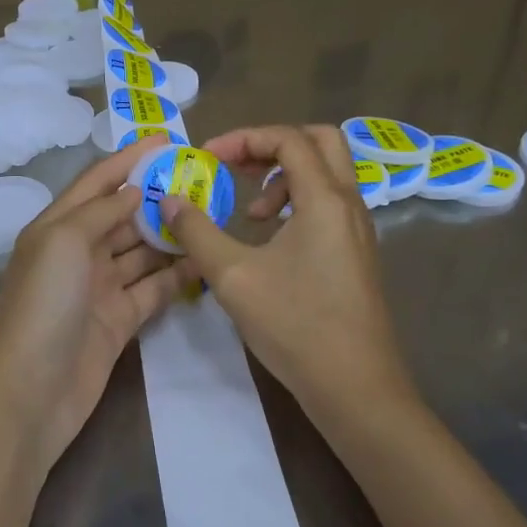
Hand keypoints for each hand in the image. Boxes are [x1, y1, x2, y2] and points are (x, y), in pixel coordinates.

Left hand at [0, 143, 193, 469]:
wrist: (31, 393)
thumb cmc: (43, 305)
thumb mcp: (63, 241)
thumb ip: (100, 210)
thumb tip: (133, 190)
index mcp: (56, 226)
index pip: (97, 182)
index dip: (128, 159)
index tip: (168, 140)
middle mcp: (78, 252)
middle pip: (122, 214)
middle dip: (157, 196)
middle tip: (204, 180)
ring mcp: (100, 287)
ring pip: (142, 250)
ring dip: (171, 233)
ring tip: (212, 213)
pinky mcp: (120, 319)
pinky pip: (154, 287)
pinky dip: (177, 273)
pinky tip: (205, 258)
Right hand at [159, 124, 412, 420]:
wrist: (355, 388)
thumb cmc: (295, 325)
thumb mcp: (233, 276)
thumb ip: (197, 232)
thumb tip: (169, 199)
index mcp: (324, 200)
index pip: (288, 139)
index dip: (244, 138)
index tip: (207, 157)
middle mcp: (349, 205)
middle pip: (320, 142)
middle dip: (272, 144)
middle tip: (236, 165)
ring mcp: (357, 230)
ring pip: (327, 174)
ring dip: (285, 176)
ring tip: (250, 211)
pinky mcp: (356, 253)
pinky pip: (329, 203)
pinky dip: (297, 202)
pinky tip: (271, 239)